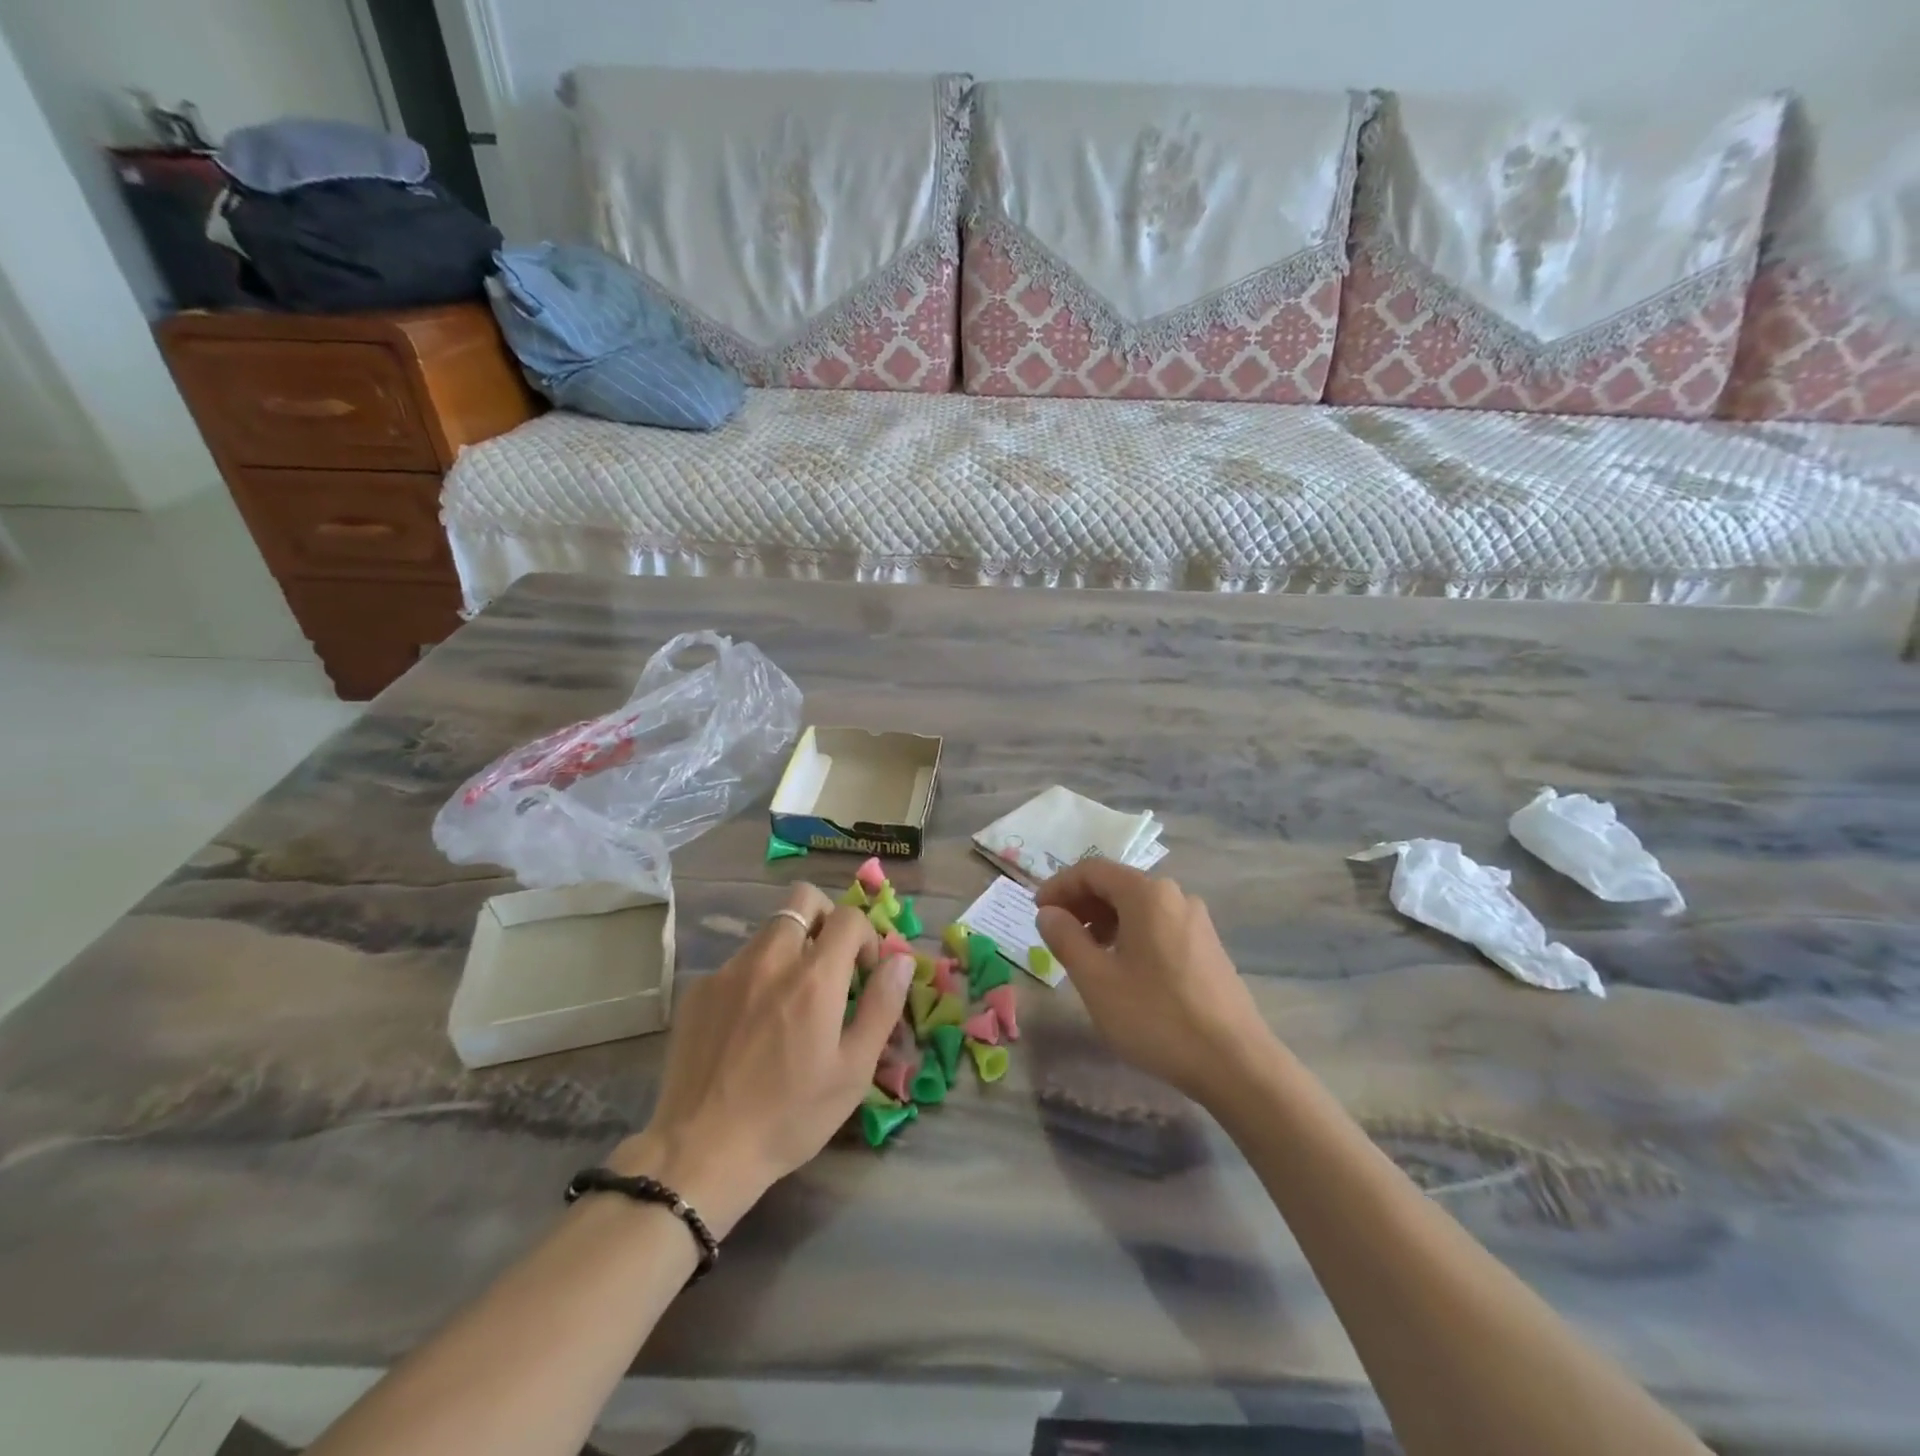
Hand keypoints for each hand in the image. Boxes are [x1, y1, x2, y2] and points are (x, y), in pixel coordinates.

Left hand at [610, 883, 913, 1235]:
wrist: (700, 1152)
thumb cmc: (790, 1116)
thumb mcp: (853, 1070)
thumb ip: (882, 1006)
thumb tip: (901, 960)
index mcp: (814, 976)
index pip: (849, 917)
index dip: (866, 937)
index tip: (864, 973)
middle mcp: (771, 958)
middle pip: (804, 899)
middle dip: (827, 918)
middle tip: (831, 963)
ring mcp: (728, 971)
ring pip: (770, 929)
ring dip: (791, 947)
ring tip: (791, 1000)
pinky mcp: (698, 990)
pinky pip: (739, 962)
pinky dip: (757, 976)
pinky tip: (751, 1025)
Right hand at [1035, 860, 1278, 1107]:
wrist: (1236, 1064)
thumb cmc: (1156, 1017)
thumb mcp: (1096, 980)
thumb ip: (1065, 938)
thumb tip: (1048, 913)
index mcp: (1147, 894)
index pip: (1092, 870)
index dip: (1059, 886)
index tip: (1036, 912)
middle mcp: (1175, 896)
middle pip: (1117, 884)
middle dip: (1080, 903)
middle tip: (1055, 933)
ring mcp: (1196, 921)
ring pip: (1138, 906)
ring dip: (1104, 920)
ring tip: (1083, 954)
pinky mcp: (1207, 946)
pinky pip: (1157, 925)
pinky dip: (1129, 934)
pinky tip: (1121, 968)